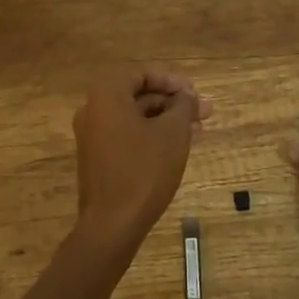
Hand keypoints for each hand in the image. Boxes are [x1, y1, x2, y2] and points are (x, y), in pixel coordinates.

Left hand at [72, 66, 212, 244]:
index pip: (142, 72)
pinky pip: (128, 134)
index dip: (172, 80)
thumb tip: (187, 96)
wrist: (111, 225)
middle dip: (174, 101)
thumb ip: (183, 106)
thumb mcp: (172, 133)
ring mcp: (93, 134)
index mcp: (107, 94)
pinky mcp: (98, 157)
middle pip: (139, 94)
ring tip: (199, 130)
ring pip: (136, 116)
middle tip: (204, 111)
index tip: (195, 94)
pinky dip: (152, 134)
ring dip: (167, 119)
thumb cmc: (143, 171)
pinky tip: (180, 146)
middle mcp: (94, 108)